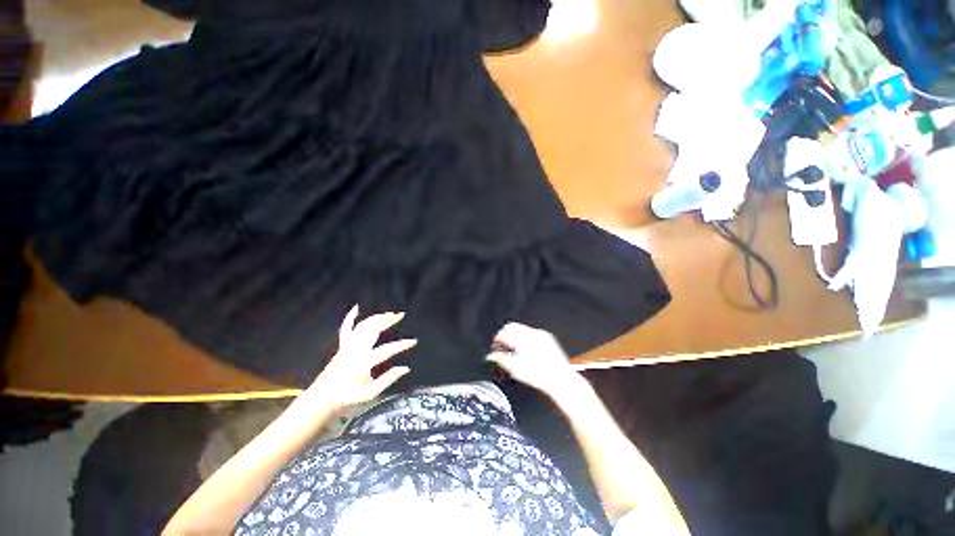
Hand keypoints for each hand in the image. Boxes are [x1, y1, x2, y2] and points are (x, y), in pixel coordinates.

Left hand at [303, 305, 415, 412]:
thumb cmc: (347, 398)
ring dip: (376, 317)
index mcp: (363, 362)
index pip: (387, 350)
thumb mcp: (369, 393)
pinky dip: (350, 317)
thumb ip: (387, 380)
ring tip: (389, 313)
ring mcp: (347, 346)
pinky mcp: (342, 346)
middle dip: (388, 320)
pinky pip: (345, 328)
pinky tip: (356, 308)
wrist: (321, 398)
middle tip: (401, 314)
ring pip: (363, 326)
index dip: (402, 345)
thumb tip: (405, 368)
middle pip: (373, 329)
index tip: (413, 341)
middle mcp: (355, 350)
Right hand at [486, 322, 578, 394]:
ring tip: (513, 350)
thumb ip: (500, 359)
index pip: (505, 330)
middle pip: (513, 327)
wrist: (560, 380)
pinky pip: (531, 333)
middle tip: (502, 347)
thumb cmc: (540, 376)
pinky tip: (524, 350)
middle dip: (506, 336)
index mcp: (523, 338)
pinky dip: (525, 339)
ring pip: (522, 329)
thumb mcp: (515, 369)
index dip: (498, 338)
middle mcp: (532, 333)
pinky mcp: (547, 338)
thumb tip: (491, 356)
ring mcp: (541, 335)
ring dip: (515, 337)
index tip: (495, 346)